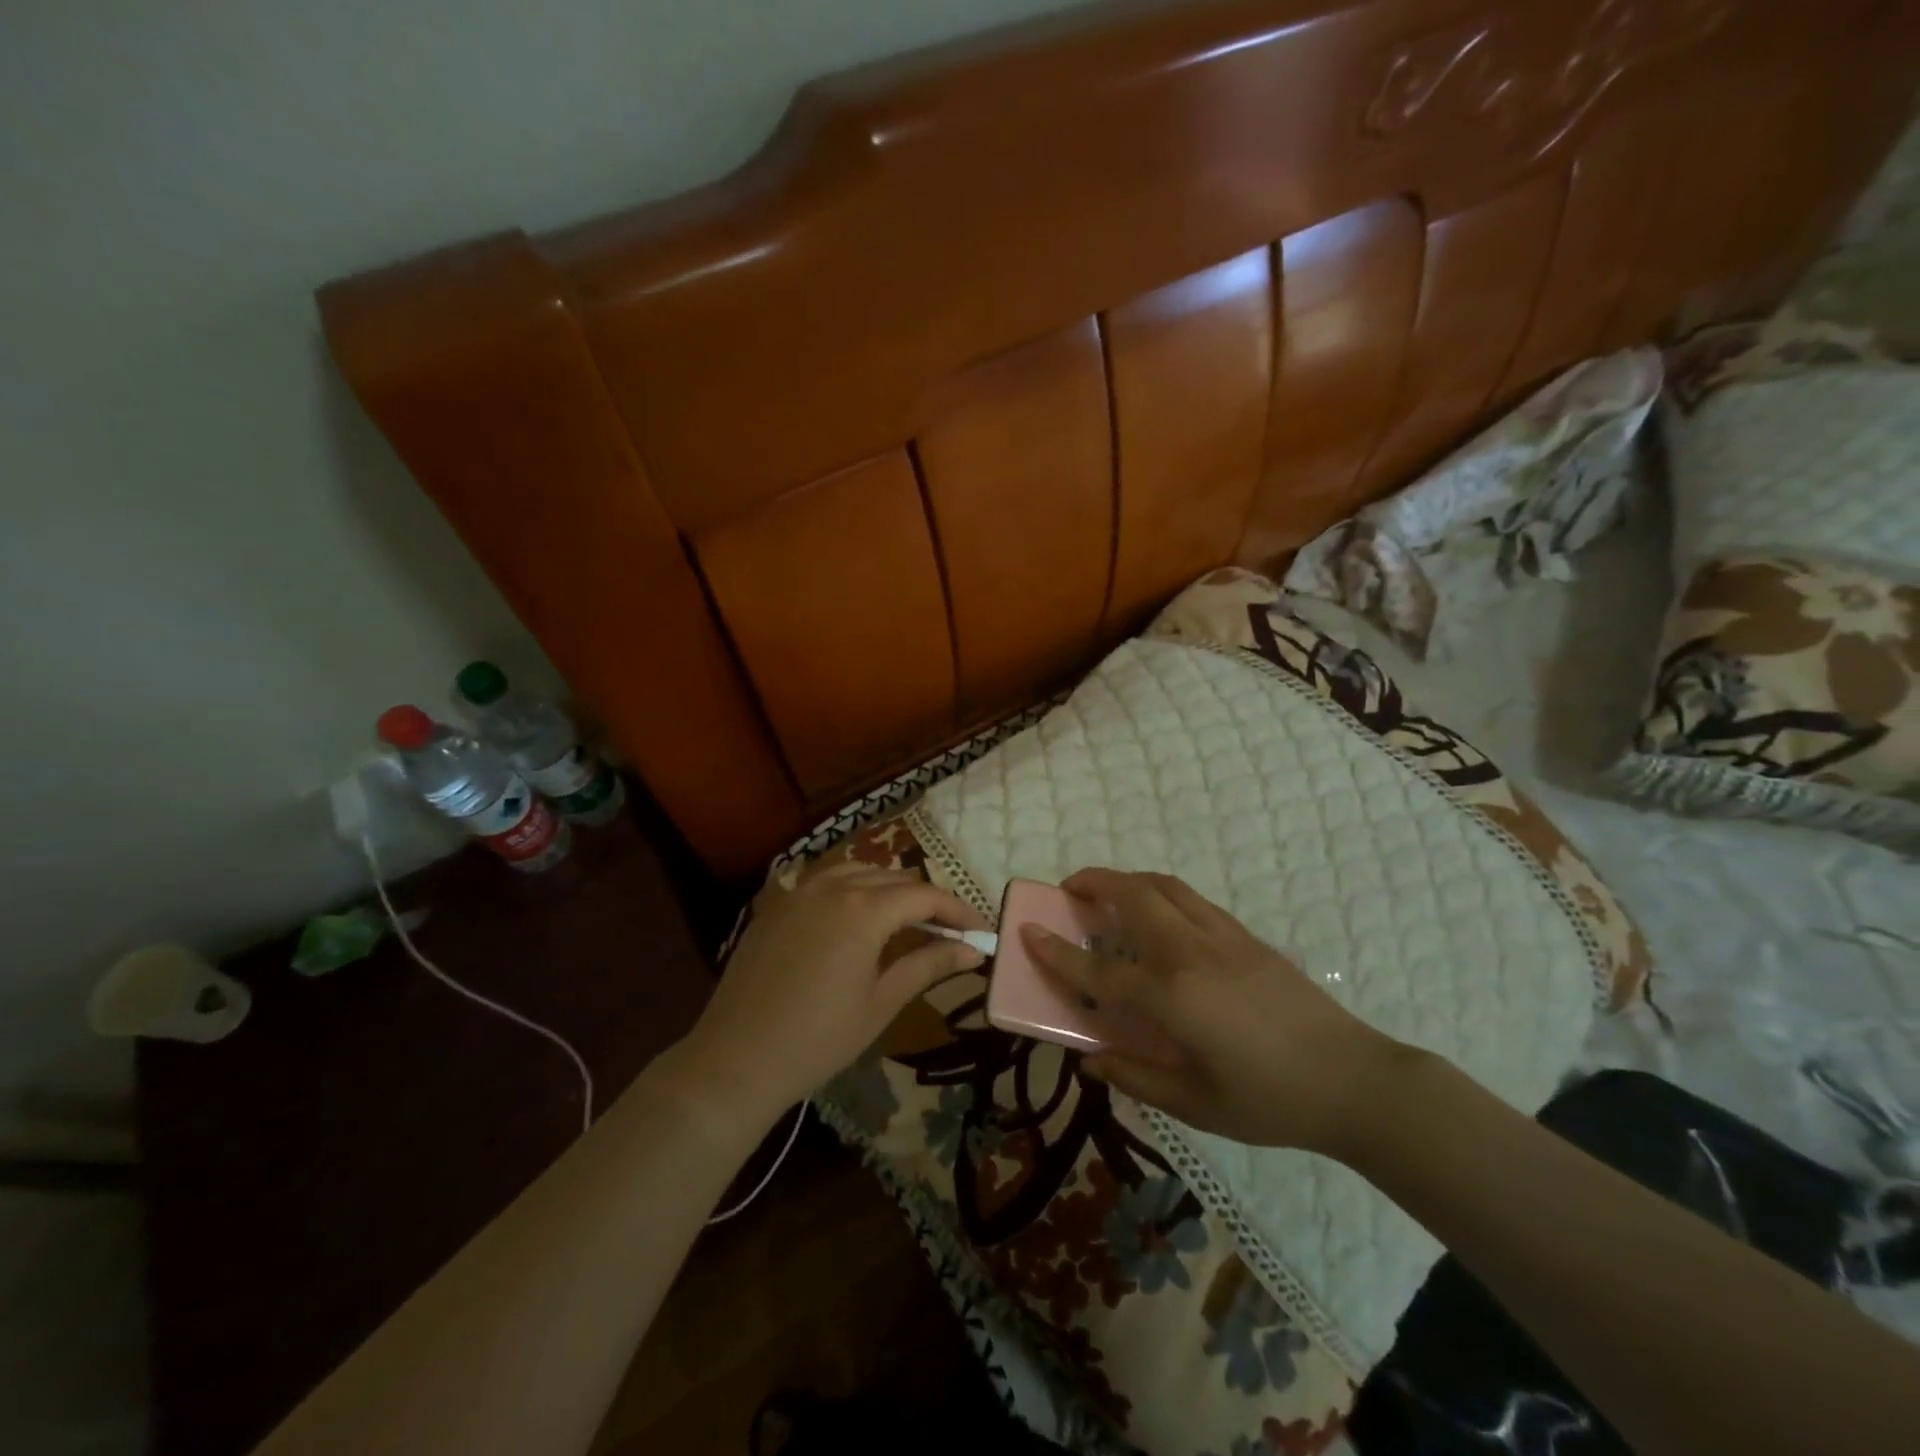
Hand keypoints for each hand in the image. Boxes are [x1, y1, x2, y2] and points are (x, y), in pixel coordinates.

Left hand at [676, 864, 989, 1125]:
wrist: (736, 1058)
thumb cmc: (818, 1038)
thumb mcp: (881, 1002)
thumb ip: (929, 965)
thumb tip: (973, 949)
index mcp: (864, 909)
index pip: (925, 896)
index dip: (959, 909)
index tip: (982, 930)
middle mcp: (833, 885)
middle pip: (894, 878)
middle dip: (927, 899)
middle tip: (951, 929)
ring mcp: (800, 890)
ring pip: (858, 872)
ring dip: (889, 888)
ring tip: (908, 918)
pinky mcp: (777, 904)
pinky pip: (823, 880)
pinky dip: (851, 888)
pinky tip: (856, 912)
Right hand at [1024, 868, 1406, 1154]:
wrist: (1354, 1080)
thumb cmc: (1271, 1101)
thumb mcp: (1197, 1105)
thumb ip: (1137, 1078)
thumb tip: (1090, 1060)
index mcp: (1173, 997)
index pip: (1100, 968)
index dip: (1058, 951)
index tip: (1028, 930)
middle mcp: (1191, 953)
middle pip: (1132, 896)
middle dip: (1093, 882)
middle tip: (1069, 890)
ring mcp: (1222, 937)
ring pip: (1164, 886)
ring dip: (1127, 880)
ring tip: (1108, 893)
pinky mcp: (1245, 936)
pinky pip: (1191, 899)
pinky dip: (1161, 893)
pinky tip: (1158, 917)